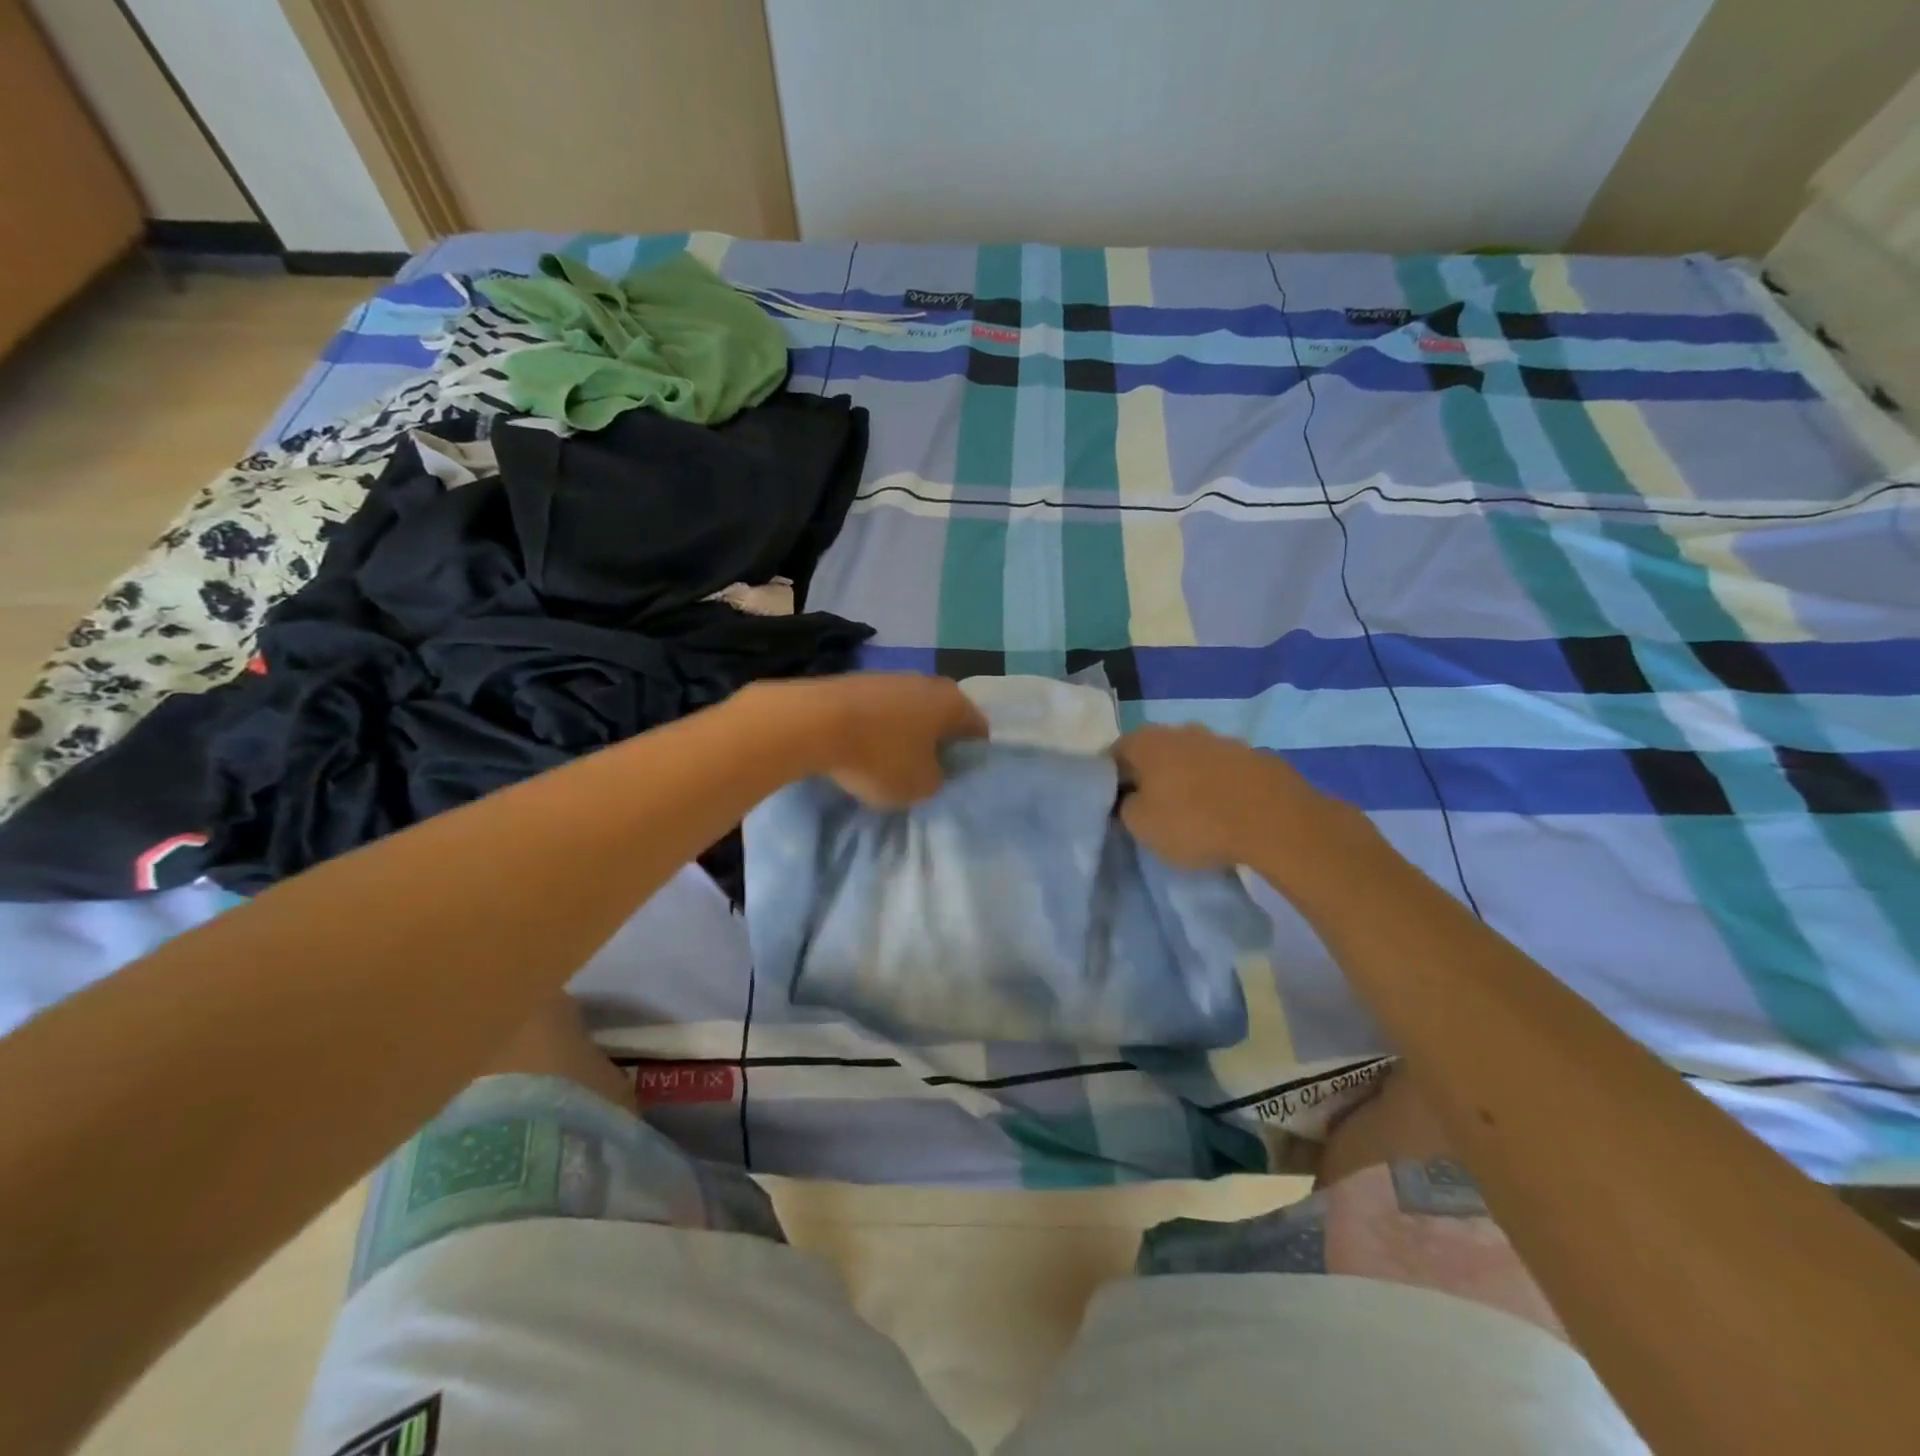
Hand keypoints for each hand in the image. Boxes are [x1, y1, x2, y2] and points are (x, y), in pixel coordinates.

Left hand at [756, 673, 986, 806]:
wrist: (813, 722)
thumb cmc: (880, 756)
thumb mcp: (921, 787)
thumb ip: (938, 780)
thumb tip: (933, 769)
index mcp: (954, 703)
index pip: (979, 731)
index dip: (973, 757)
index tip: (957, 779)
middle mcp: (928, 682)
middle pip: (944, 717)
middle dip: (938, 743)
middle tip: (925, 772)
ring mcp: (891, 676)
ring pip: (911, 711)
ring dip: (906, 734)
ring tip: (889, 762)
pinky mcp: (858, 681)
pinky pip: (880, 710)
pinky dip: (878, 728)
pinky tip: (862, 748)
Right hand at [1112, 723, 1327, 868]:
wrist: (1276, 821)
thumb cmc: (1196, 822)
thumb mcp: (1142, 826)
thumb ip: (1125, 808)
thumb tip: (1129, 799)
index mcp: (1147, 741)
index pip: (1114, 753)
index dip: (1111, 779)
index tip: (1116, 804)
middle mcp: (1182, 730)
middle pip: (1155, 752)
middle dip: (1150, 776)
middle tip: (1152, 808)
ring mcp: (1222, 740)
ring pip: (1192, 758)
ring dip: (1187, 778)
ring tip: (1193, 811)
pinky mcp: (1256, 756)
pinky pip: (1224, 770)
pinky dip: (1219, 785)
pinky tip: (1226, 810)